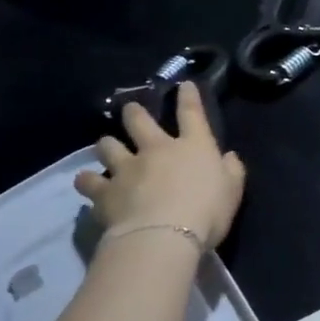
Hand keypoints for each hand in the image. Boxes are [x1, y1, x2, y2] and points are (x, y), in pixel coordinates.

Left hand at [73, 83, 245, 249]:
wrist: (164, 235)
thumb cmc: (207, 211)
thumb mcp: (232, 191)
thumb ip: (232, 171)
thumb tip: (230, 157)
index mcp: (192, 146)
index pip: (191, 114)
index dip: (188, 97)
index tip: (184, 84)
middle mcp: (156, 149)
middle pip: (140, 121)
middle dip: (134, 112)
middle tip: (130, 110)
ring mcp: (127, 168)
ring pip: (108, 146)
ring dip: (107, 144)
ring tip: (105, 146)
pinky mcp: (105, 191)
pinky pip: (89, 181)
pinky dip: (88, 180)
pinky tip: (87, 182)